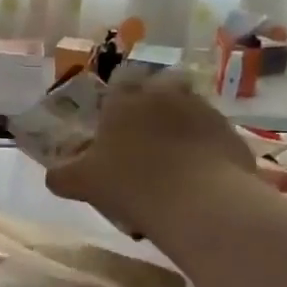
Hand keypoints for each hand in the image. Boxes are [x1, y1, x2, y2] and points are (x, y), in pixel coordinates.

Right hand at [44, 75, 252, 235]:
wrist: (200, 204)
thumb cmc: (130, 183)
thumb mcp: (81, 183)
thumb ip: (61, 175)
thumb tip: (54, 175)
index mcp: (127, 98)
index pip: (120, 81)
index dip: (116, 100)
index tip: (112, 123)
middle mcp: (167, 94)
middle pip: (159, 90)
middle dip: (152, 108)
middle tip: (142, 140)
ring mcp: (205, 112)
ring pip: (188, 113)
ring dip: (179, 130)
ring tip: (170, 164)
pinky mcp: (233, 136)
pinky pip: (211, 139)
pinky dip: (203, 153)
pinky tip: (194, 181)